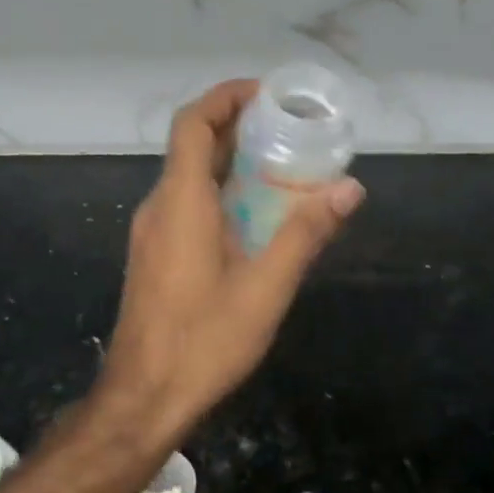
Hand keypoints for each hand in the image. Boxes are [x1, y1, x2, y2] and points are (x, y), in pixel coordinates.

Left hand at [100, 79, 363, 434]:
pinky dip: (220, 193)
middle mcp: (159, 207)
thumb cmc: (204, 341)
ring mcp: (152, 233)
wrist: (143, 397)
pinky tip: (256, 218)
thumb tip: (350, 188)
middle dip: (238, 128)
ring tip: (282, 167)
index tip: (267, 94)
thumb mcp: (266, 287)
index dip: (226, 97)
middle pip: (193, 146)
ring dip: (231, 163)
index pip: (193, 124)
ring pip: (190, 178)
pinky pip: (187, 205)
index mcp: (180, 201)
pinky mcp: (154, 256)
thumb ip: (307, 233)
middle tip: (289, 129)